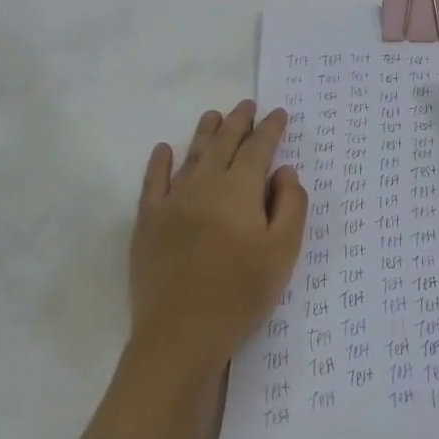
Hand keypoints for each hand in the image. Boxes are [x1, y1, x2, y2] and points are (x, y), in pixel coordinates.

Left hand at [84, 100, 307, 438]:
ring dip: (205, 133)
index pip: (258, 148)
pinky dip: (159, 162)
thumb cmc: (241, 293)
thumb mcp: (283, 252)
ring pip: (191, 156)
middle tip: (247, 104)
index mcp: (240, 190)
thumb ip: (291, 206)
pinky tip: (163, 149)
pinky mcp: (148, 222)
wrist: (181, 333)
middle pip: (224, 144)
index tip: (279, 113)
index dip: (270, 129)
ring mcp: (172, 201)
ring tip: (213, 115)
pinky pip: (153, 182)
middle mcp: (205, 184)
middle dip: (238, 122)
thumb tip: (284, 171)